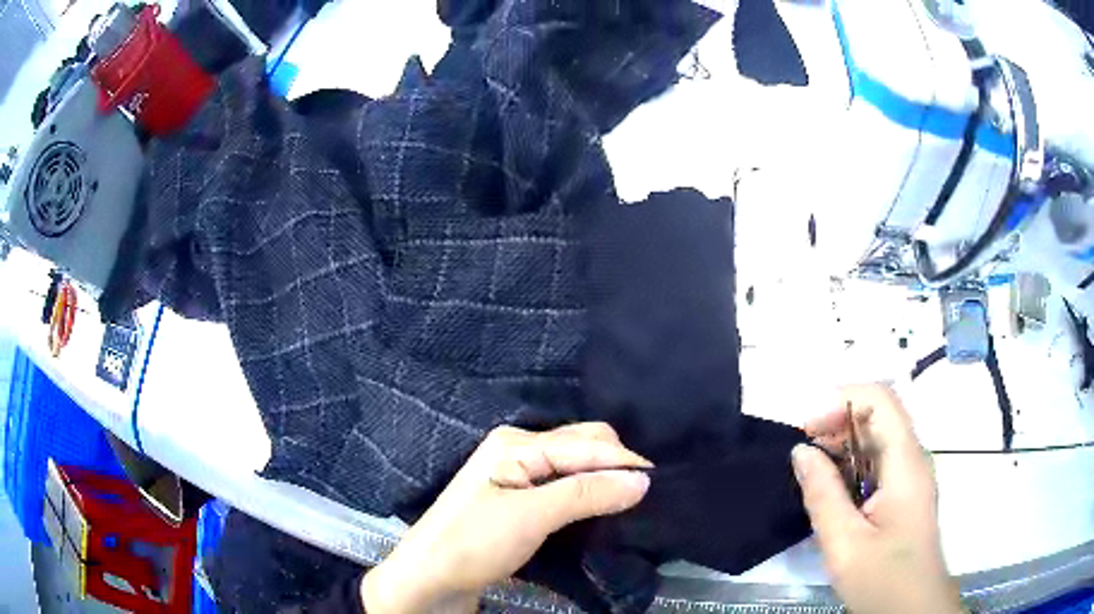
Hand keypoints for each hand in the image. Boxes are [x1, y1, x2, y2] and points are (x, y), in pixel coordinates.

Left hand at [362, 423, 652, 612]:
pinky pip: (564, 483)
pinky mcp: (519, 498)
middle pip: (583, 445)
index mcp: (517, 443)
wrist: (429, 577)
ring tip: (632, 498)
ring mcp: (517, 473)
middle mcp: (519, 448)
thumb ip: (585, 494)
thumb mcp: (531, 517)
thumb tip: (642, 480)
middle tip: (646, 493)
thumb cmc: (473, 543)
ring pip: (576, 465)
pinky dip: (588, 491)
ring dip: (604, 478)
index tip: (662, 483)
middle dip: (616, 464)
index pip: (587, 444)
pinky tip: (603, 504)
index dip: (625, 462)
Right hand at [793, 384, 963, 613]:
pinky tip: (833, 492)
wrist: (913, 609)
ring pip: (878, 439)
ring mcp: (911, 477)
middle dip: (838, 421)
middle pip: (879, 415)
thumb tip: (801, 451)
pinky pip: (879, 463)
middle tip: (803, 453)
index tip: (807, 429)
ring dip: (843, 445)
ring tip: (812, 472)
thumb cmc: (883, 579)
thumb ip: (823, 495)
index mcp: (905, 463)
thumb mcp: (844, 543)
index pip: (880, 400)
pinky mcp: (905, 495)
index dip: (842, 400)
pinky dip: (852, 466)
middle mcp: (913, 460)